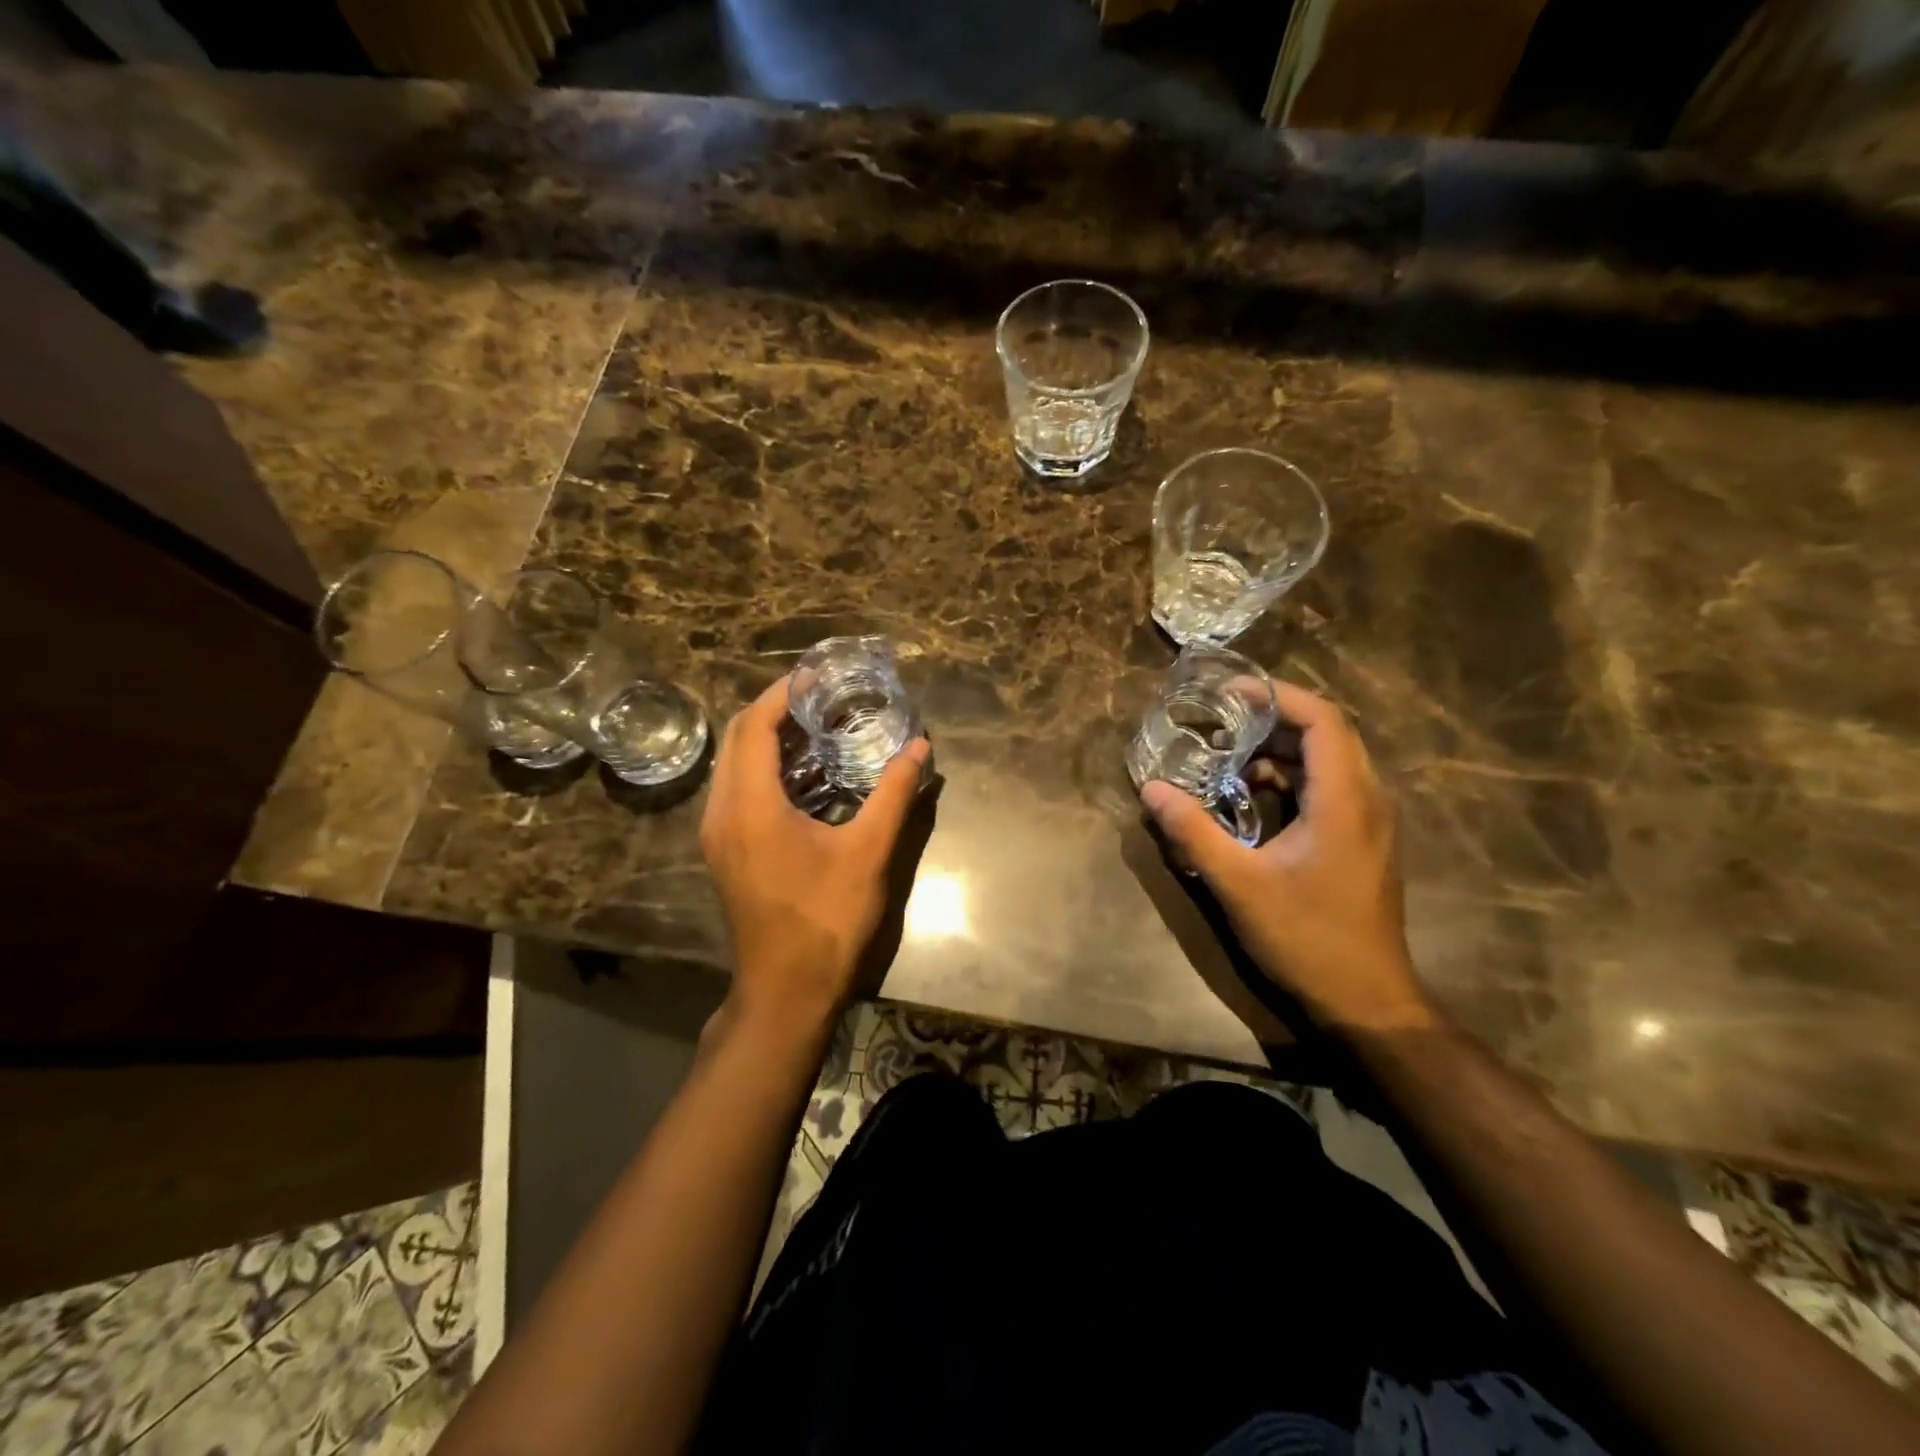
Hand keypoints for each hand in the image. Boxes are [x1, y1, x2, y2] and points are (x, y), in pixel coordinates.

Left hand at [700, 676, 929, 1027]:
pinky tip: (805, 774)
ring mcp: (719, 834)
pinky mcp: (726, 851)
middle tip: (822, 697)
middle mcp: (723, 813)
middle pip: (738, 739)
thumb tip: (920, 747)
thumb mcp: (869, 852)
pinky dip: (765, 769)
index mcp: (751, 806)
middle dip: (775, 710)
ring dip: (768, 739)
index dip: (782, 693)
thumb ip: (894, 794)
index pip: (754, 726)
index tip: (817, 675)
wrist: (787, 989)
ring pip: (734, 765)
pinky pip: (737, 790)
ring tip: (817, 727)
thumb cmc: (827, 919)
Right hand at [1139, 683, 1435, 1034]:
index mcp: (1345, 801)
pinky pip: (1331, 786)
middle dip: (1273, 720)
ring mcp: (1371, 821)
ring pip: (1331, 759)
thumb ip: (1194, 832)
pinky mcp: (1363, 840)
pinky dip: (1293, 777)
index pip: (1323, 720)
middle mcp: (1368, 800)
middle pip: (1328, 732)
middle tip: (1222, 723)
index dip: (1278, 696)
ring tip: (1231, 760)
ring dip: (1282, 750)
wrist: (1367, 1001)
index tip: (1230, 694)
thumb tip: (1152, 789)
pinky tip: (1255, 798)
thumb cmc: (1306, 938)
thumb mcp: (1239, 884)